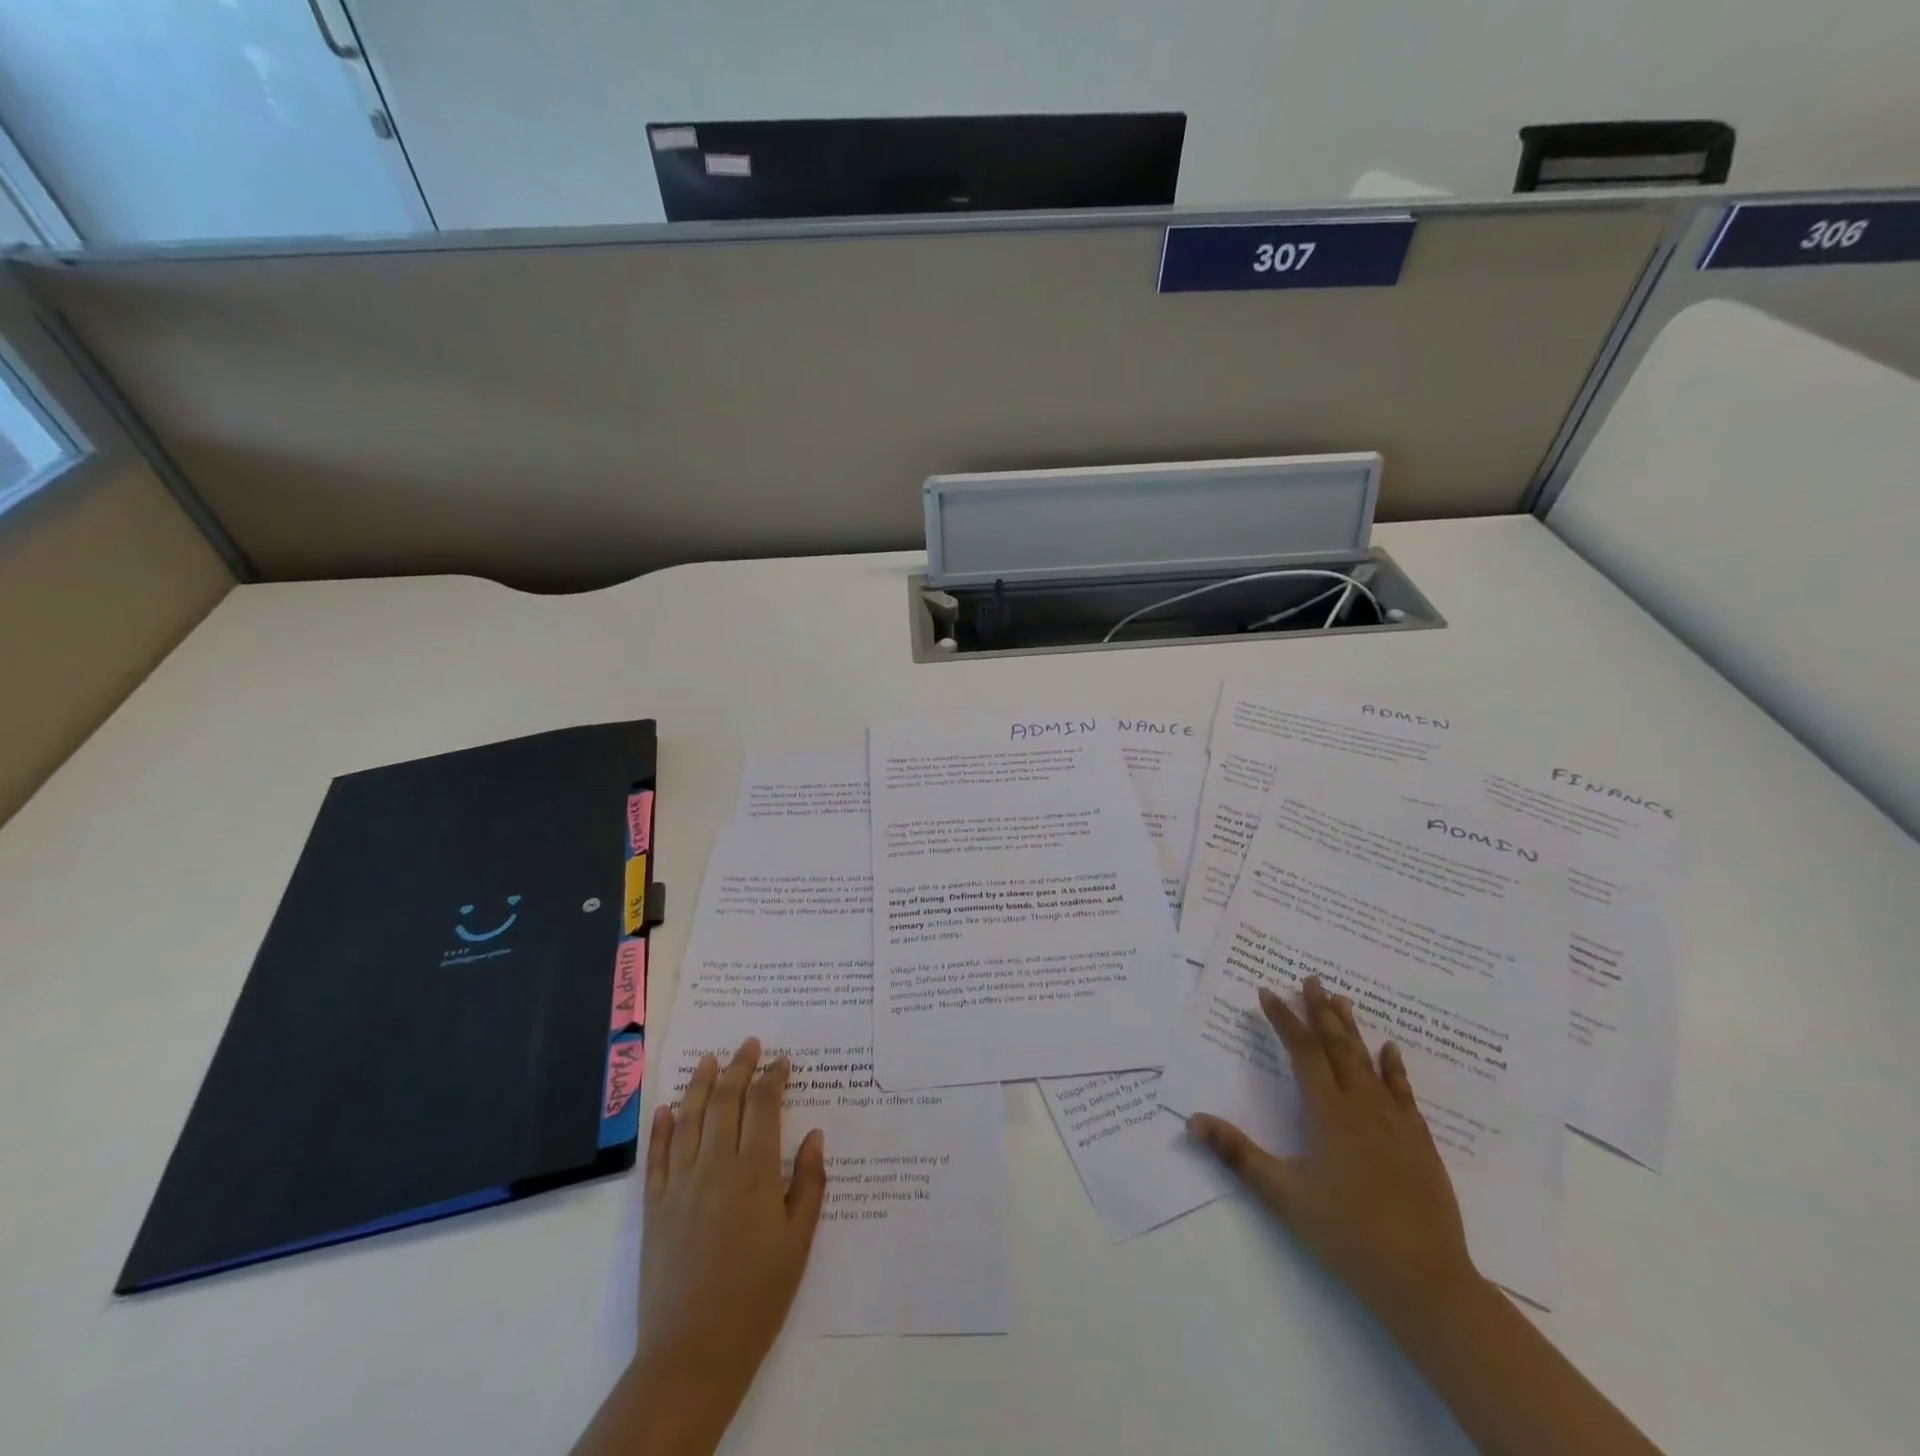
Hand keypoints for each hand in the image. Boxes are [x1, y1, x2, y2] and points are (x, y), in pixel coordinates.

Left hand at [573, 1037, 825, 1455]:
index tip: (782, 1061)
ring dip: (700, 1083)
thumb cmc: (757, 1297)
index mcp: (754, 1171)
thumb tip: (813, 1134)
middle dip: (739, 1066)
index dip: (773, 1077)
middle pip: (725, 1100)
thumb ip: (808, 1183)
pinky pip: (656, 1155)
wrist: (693, 1353)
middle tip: (749, 1044)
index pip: (763, 1105)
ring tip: (709, 1058)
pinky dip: (662, 1127)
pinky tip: (668, 1108)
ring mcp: (679, 1184)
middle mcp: (714, 1165)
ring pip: (689, 1118)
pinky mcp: (654, 1207)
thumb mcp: (798, 1242)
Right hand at [1187, 977, 1479, 1333]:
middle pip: (1338, 1047)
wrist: (1426, 1282)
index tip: (1267, 992)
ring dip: (1352, 1029)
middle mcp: (1362, 1107)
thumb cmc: (1348, 1235)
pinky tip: (1391, 1050)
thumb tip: (1193, 1121)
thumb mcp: (1284, 1196)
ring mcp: (1395, 1124)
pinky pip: (1404, 1093)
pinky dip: (1394, 1067)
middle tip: (1311, 978)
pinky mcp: (1420, 1143)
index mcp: (1328, 1114)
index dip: (1283, 1020)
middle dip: (1320, 1011)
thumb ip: (1238, 1155)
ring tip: (1341, 999)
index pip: (1302, 1052)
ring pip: (1369, 1063)